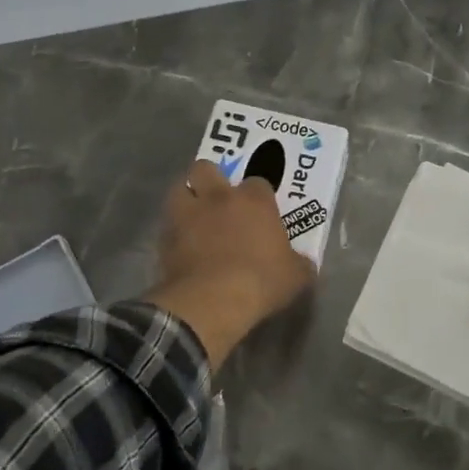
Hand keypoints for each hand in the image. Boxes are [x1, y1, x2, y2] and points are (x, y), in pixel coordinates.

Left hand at [146, 160, 314, 368]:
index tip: (261, 211)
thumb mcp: (296, 276)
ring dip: (186, 197)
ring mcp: (188, 214)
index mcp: (254, 201)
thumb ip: (299, 264)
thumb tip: (302, 264)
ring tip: (193, 214)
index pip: (258, 182)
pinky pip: (168, 224)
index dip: (259, 195)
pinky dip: (174, 231)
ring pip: (179, 187)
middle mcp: (218, 198)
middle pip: (206, 168)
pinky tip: (181, 246)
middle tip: (217, 197)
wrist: (213, 301)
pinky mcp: (165, 238)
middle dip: (210, 178)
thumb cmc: (261, 281)